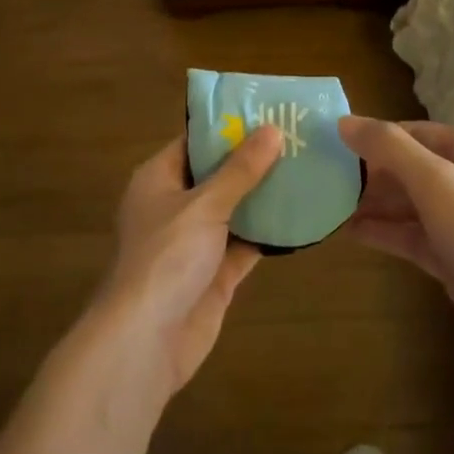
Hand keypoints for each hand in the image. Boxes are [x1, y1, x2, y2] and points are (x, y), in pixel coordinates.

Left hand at [97, 127, 281, 398]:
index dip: (228, 126)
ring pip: (235, 209)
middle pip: (218, 174)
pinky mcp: (215, 273)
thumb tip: (273, 130)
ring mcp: (195, 242)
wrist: (145, 342)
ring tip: (307, 169)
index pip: (195, 141)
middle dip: (254, 160)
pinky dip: (270, 233)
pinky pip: (246, 243)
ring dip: (265, 195)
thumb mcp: (204, 205)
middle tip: (298, 137)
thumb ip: (240, 170)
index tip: (267, 111)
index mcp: (159, 179)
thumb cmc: (166, 258)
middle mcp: (175, 206)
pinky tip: (303, 216)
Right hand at [339, 116, 453, 355]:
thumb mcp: (434, 181)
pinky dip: (384, 232)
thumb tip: (343, 121)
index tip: (333, 144)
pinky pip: (412, 235)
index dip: (374, 136)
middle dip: (370, 172)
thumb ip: (388, 147)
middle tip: (325, 178)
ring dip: (373, 203)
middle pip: (410, 166)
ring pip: (410, 203)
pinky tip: (350, 233)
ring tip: (328, 205)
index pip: (413, 131)